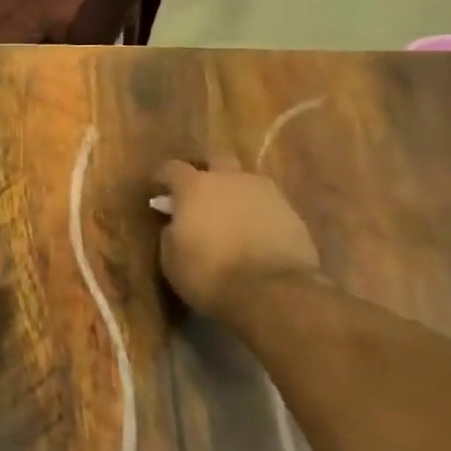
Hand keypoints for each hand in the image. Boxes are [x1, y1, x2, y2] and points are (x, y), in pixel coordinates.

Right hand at [152, 156, 319, 316]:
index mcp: (195, 187)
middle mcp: (231, 180)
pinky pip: (267, 204)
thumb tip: (176, 223)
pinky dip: (257, 213)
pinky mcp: (292, 213)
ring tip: (230, 215)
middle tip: (200, 192)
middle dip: (207, 170)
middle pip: (217, 159)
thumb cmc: (210, 274)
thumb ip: (171, 231)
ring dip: (235, 192)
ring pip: (246, 181)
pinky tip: (253, 232)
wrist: (272, 292)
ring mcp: (266, 193)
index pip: (173, 168)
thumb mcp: (172, 258)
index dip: (163, 177)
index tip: (158, 189)